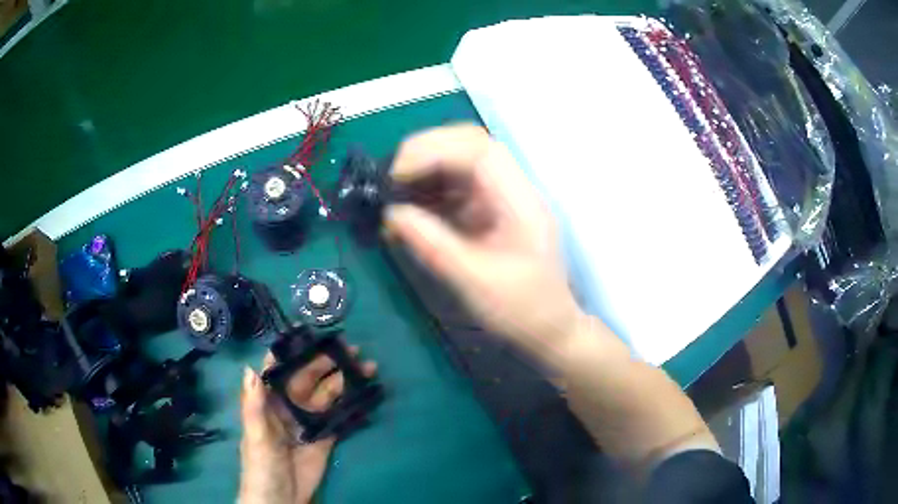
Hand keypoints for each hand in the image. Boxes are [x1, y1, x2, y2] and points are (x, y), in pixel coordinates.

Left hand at [239, 348, 376, 503]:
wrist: (281, 499)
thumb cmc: (261, 465)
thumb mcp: (256, 436)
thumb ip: (254, 405)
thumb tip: (250, 368)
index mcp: (268, 402)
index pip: (279, 369)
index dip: (292, 350)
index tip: (311, 331)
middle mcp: (289, 406)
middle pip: (309, 378)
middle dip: (327, 362)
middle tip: (351, 349)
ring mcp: (309, 422)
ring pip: (327, 394)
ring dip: (344, 380)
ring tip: (366, 367)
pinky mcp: (325, 437)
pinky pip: (339, 416)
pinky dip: (351, 405)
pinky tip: (365, 393)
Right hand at [385, 124, 584, 352]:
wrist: (548, 329)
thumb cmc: (521, 309)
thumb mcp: (475, 281)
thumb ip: (433, 245)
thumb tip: (391, 214)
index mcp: (520, 201)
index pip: (479, 151)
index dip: (435, 150)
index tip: (398, 173)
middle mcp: (512, 190)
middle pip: (469, 146)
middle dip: (425, 152)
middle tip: (390, 178)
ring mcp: (501, 199)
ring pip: (459, 163)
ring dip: (424, 171)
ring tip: (393, 194)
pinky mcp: (489, 212)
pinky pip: (455, 188)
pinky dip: (428, 193)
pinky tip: (408, 211)